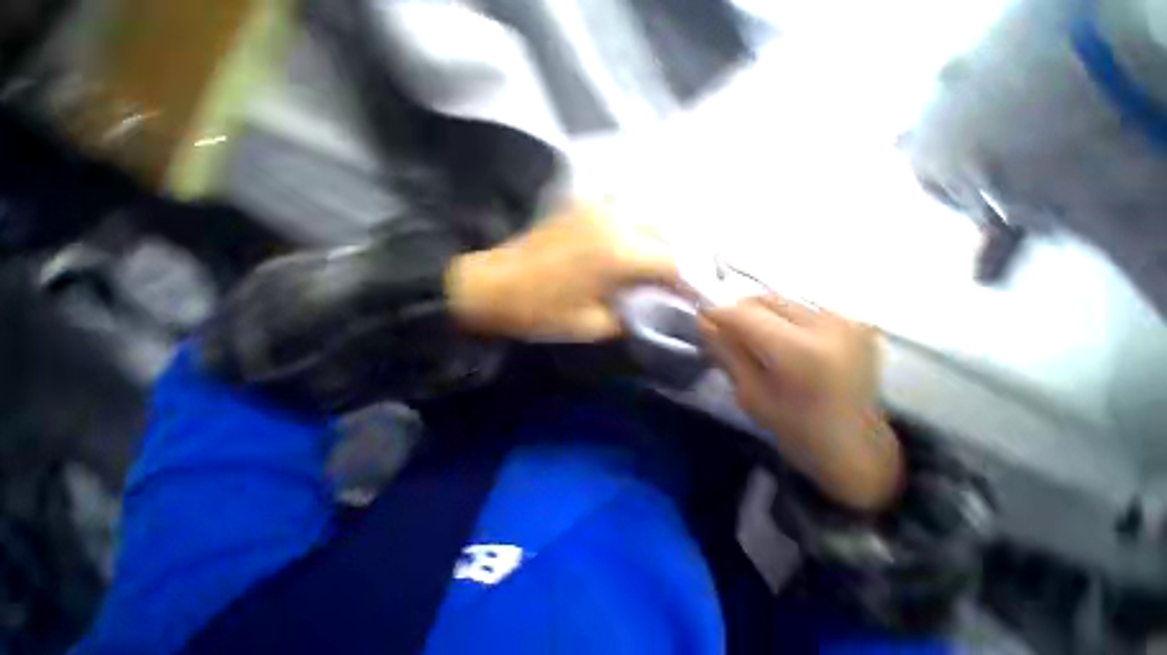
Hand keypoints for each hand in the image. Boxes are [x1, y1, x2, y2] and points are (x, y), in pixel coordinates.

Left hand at [446, 203, 678, 340]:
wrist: (493, 285)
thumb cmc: (542, 312)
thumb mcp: (592, 325)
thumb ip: (632, 315)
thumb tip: (654, 307)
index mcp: (620, 255)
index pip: (673, 263)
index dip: (689, 281)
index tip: (694, 297)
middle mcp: (616, 222)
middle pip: (666, 233)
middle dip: (678, 257)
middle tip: (679, 281)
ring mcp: (598, 208)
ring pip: (647, 217)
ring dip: (660, 241)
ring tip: (659, 265)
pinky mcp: (582, 206)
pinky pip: (623, 212)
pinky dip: (637, 229)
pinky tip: (632, 246)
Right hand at [701, 296, 902, 510]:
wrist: (858, 448)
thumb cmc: (797, 431)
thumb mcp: (750, 395)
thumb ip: (726, 352)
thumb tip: (703, 321)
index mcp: (800, 352)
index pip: (743, 314)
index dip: (716, 313)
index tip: (702, 322)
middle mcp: (827, 326)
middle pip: (763, 300)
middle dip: (738, 314)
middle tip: (730, 338)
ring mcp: (846, 321)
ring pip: (781, 301)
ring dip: (760, 316)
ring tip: (759, 343)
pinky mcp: (855, 322)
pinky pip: (801, 309)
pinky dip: (782, 320)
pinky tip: (785, 344)